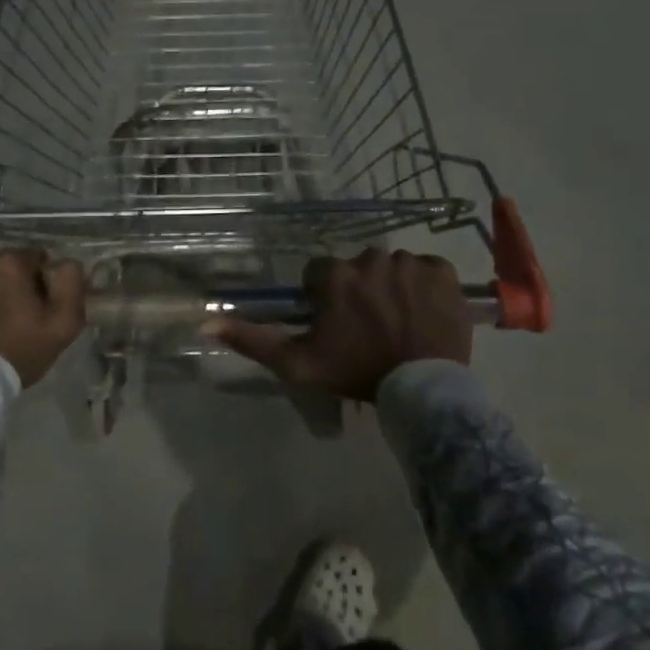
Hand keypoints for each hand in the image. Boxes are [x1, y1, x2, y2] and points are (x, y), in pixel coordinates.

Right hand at [208, 248, 470, 401]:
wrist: (422, 390)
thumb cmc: (354, 374)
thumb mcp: (296, 364)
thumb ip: (252, 340)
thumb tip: (207, 320)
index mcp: (334, 275)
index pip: (320, 276)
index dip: (325, 300)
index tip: (337, 326)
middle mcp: (369, 258)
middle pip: (357, 269)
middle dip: (360, 292)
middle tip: (370, 328)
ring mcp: (409, 262)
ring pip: (392, 268)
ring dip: (392, 288)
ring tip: (400, 323)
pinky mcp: (442, 272)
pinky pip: (427, 270)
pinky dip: (425, 286)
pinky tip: (424, 313)